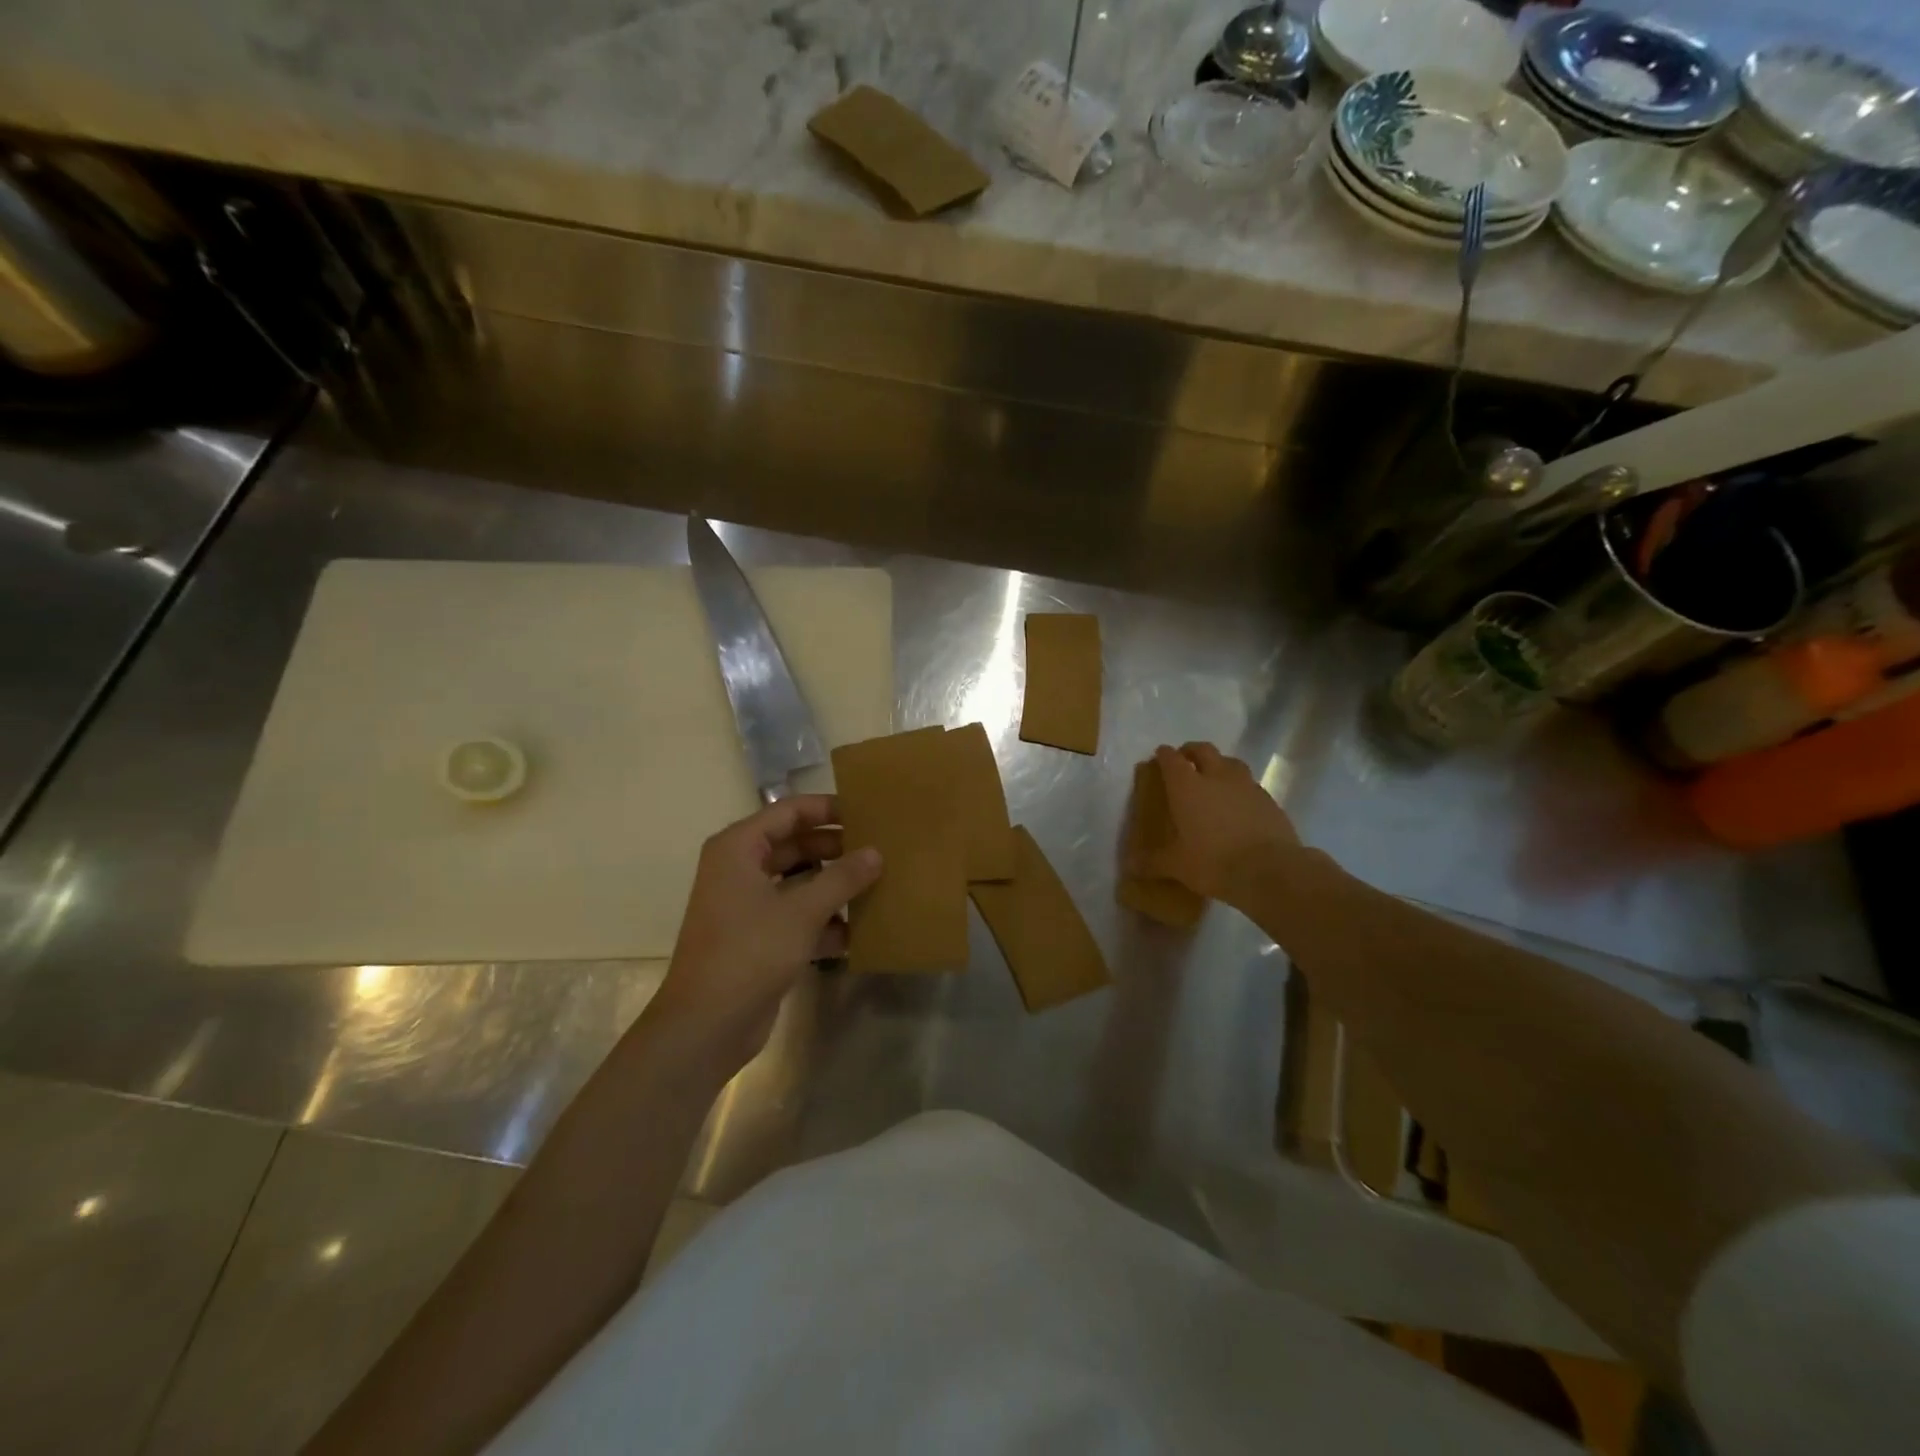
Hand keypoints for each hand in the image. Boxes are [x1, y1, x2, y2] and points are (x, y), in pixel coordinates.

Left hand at [648, 795, 881, 1075]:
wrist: (706, 1025)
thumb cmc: (749, 952)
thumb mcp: (802, 911)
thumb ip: (842, 878)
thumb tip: (875, 853)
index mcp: (739, 848)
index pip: (789, 812)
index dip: (827, 809)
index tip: (867, 812)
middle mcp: (740, 869)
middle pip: (795, 845)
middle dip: (836, 849)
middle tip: (880, 849)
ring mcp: (748, 905)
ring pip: (799, 882)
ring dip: (834, 886)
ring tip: (879, 884)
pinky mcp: (759, 938)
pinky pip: (797, 915)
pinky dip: (825, 920)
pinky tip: (861, 930)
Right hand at [1132, 743, 1301, 908]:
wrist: (1270, 870)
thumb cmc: (1214, 862)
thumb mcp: (1177, 866)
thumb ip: (1153, 862)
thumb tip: (1131, 867)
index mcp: (1187, 787)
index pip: (1171, 759)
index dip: (1164, 755)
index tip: (1159, 756)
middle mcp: (1216, 777)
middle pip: (1203, 750)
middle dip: (1191, 751)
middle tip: (1185, 760)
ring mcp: (1246, 785)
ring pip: (1230, 762)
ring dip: (1219, 764)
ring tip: (1214, 778)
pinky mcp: (1268, 799)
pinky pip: (1249, 784)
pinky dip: (1240, 787)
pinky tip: (1238, 804)